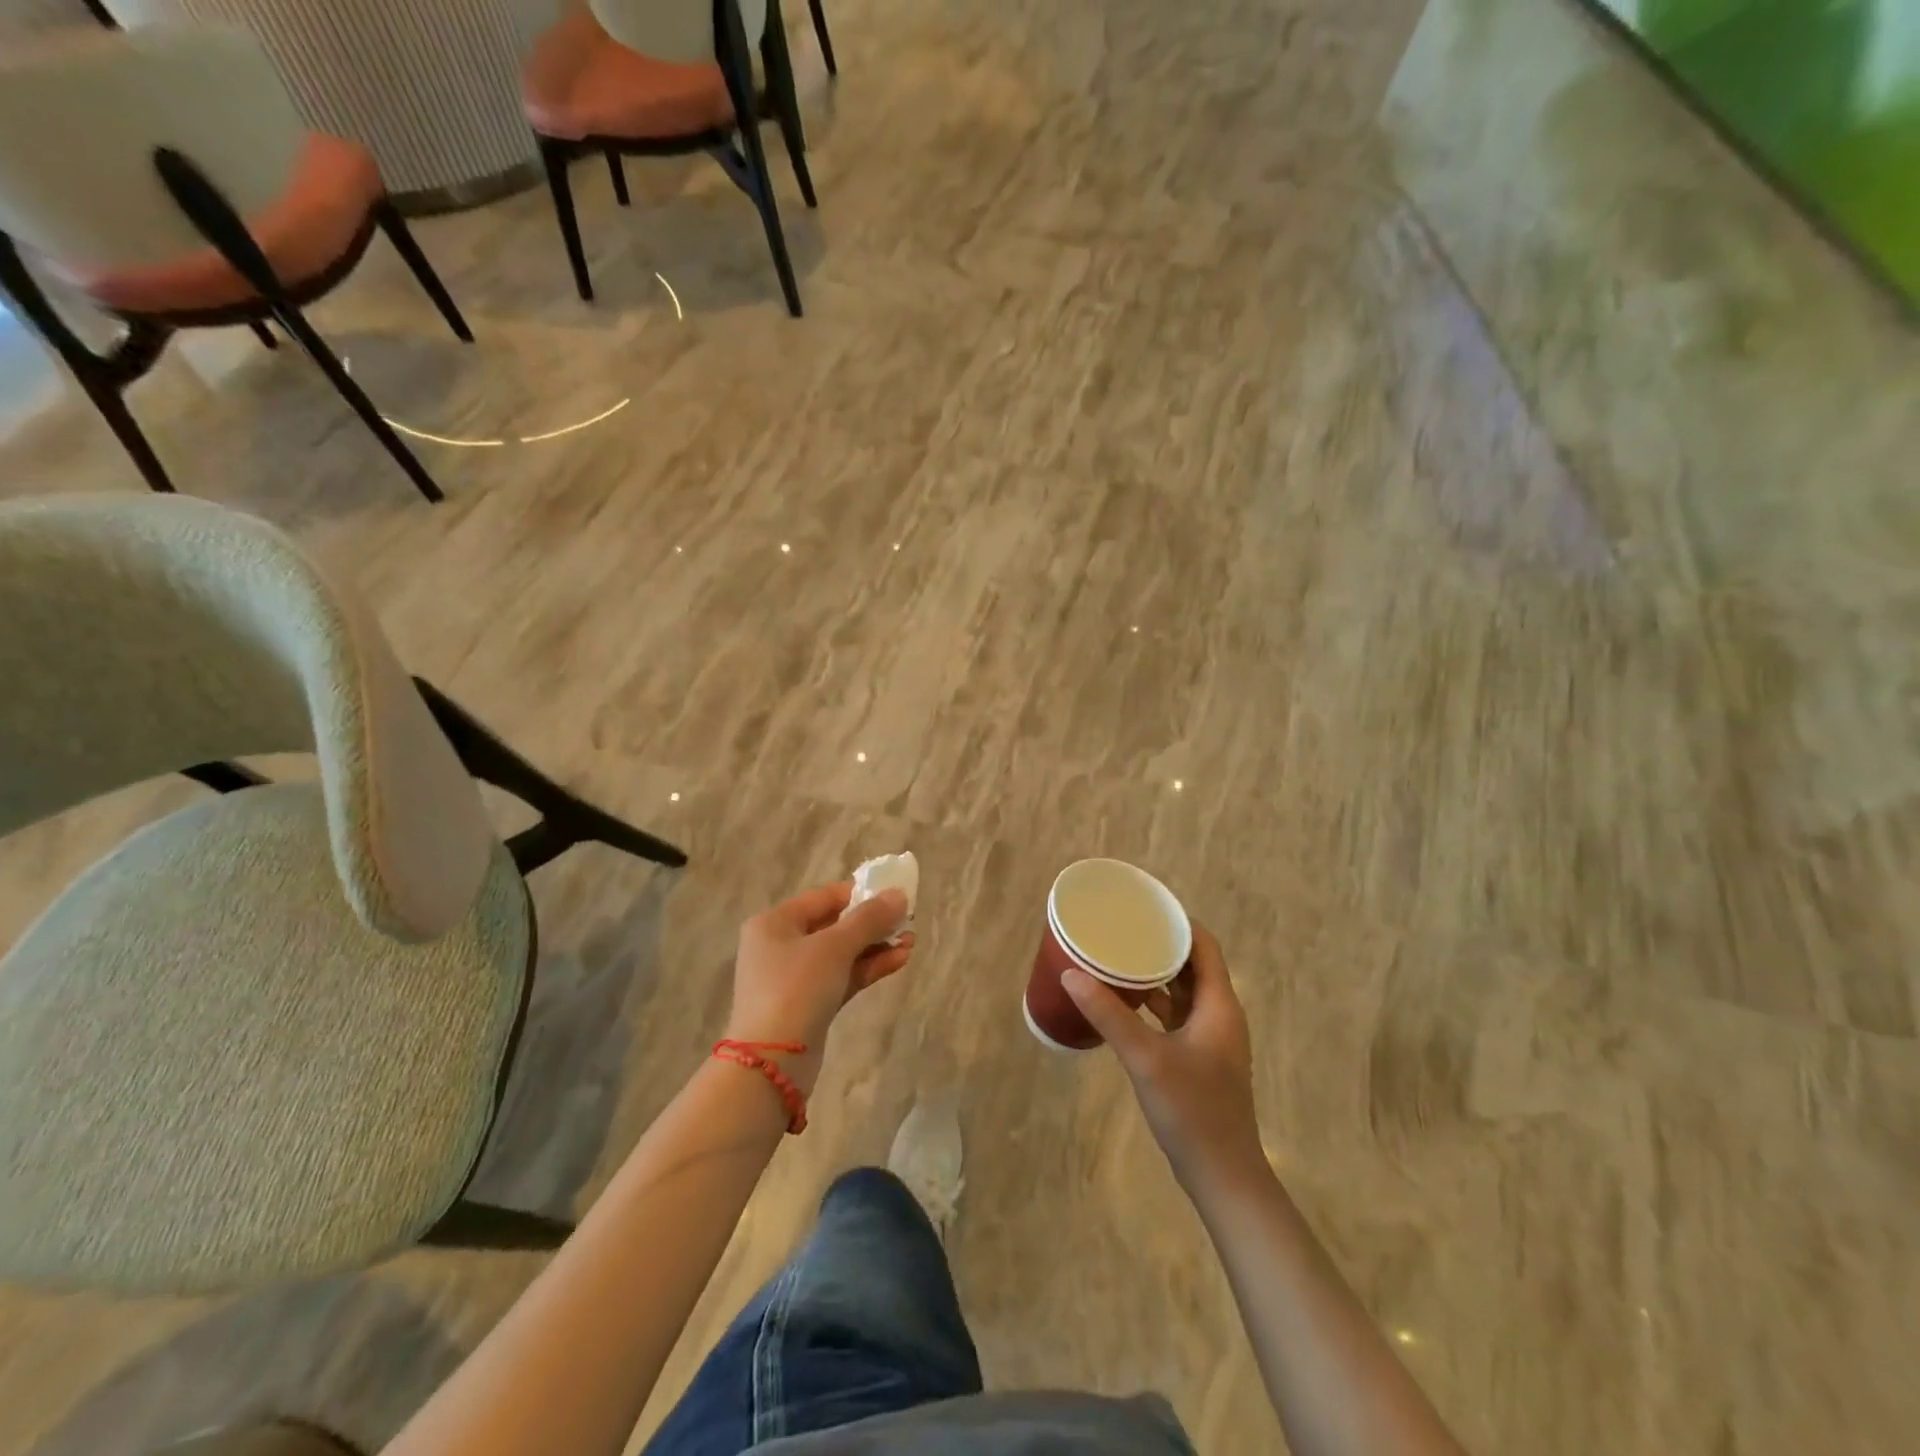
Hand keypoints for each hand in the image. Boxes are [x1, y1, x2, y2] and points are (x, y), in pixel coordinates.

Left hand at [724, 881, 912, 1095]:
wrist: (772, 1063)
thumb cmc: (797, 988)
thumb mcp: (835, 947)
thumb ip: (869, 919)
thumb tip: (899, 894)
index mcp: (775, 922)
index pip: (824, 897)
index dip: (860, 894)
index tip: (895, 896)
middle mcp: (780, 945)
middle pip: (834, 925)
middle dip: (872, 923)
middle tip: (908, 922)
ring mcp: (793, 977)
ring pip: (841, 953)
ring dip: (875, 946)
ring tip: (911, 942)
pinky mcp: (808, 1004)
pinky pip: (842, 977)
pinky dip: (867, 968)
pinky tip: (899, 961)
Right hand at [1065, 922, 1262, 1190]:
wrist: (1222, 1175)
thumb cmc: (1192, 1110)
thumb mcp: (1146, 1058)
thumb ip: (1109, 1015)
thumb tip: (1071, 974)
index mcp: (1219, 1004)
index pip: (1203, 945)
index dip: (1177, 921)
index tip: (1143, 907)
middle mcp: (1218, 1014)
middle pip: (1191, 964)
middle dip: (1159, 944)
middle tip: (1121, 928)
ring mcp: (1209, 1037)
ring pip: (1182, 990)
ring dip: (1154, 973)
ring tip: (1117, 956)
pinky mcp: (1198, 1057)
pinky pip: (1174, 1014)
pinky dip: (1152, 1002)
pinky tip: (1122, 1001)